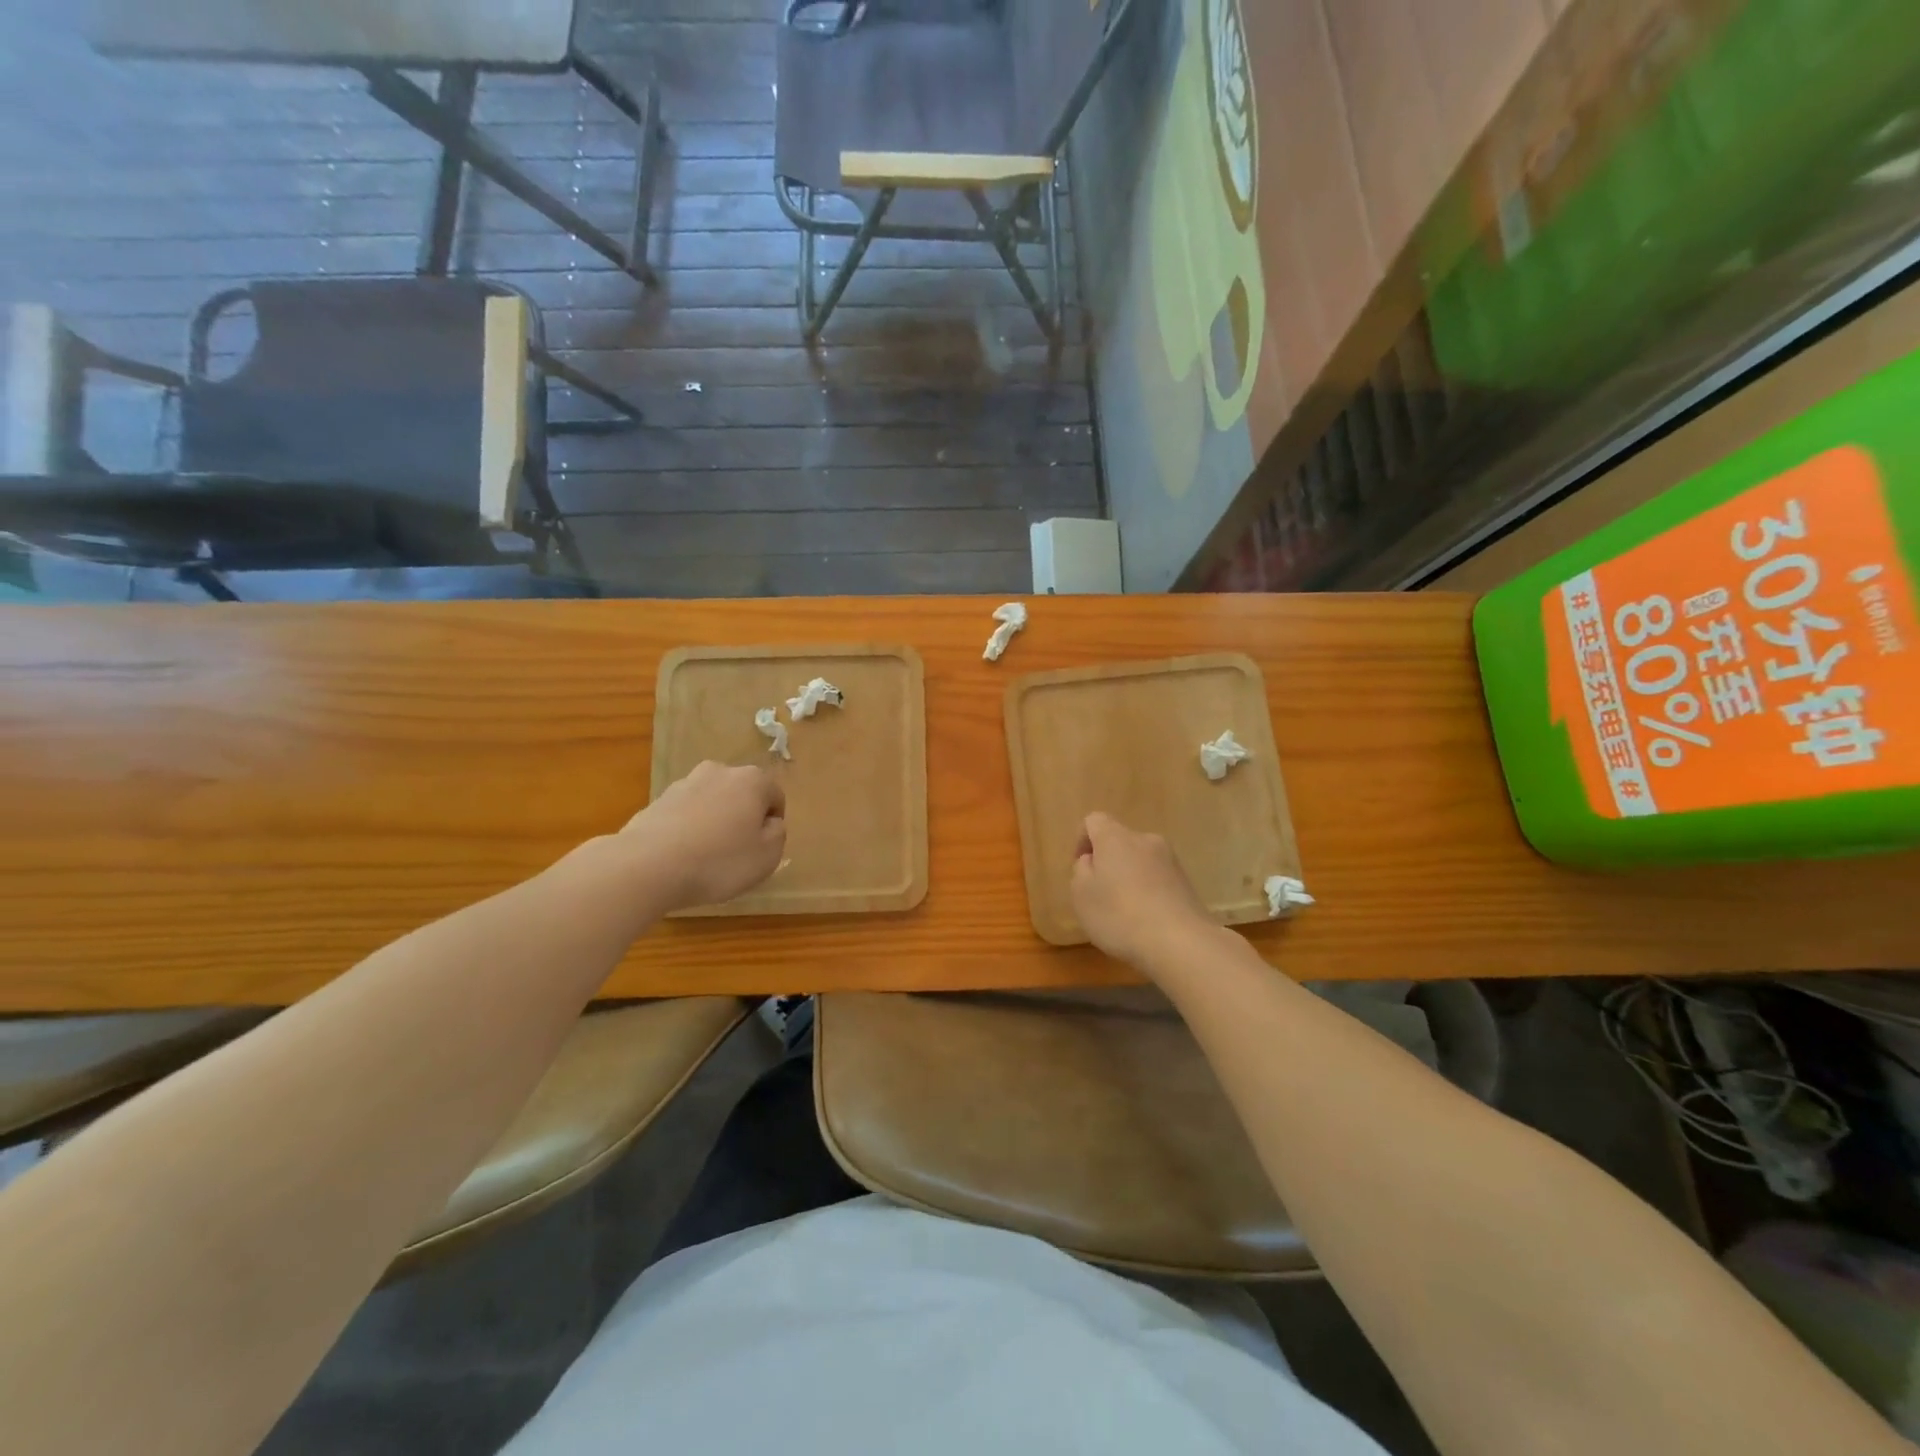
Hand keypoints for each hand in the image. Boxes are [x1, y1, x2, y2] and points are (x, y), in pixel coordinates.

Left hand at [619, 761, 786, 910]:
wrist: (647, 866)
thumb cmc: (719, 861)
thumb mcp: (767, 856)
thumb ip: (777, 834)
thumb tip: (769, 822)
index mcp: (752, 780)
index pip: (775, 796)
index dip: (773, 824)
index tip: (762, 848)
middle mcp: (719, 772)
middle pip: (742, 794)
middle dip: (743, 817)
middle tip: (737, 851)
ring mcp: (684, 783)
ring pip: (712, 802)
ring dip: (714, 822)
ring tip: (706, 857)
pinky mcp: (656, 801)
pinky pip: (685, 814)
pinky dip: (688, 829)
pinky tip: (682, 857)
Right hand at [1070, 812, 1213, 971]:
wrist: (1180, 942)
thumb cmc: (1120, 915)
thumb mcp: (1082, 895)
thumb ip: (1081, 871)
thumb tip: (1093, 860)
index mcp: (1115, 837)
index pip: (1094, 820)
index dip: (1082, 840)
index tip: (1081, 869)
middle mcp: (1145, 840)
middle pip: (1119, 841)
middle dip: (1108, 862)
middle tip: (1100, 894)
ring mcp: (1170, 860)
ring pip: (1140, 861)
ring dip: (1129, 877)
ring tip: (1124, 911)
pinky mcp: (1187, 882)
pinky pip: (1158, 879)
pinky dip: (1148, 892)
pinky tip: (1146, 920)